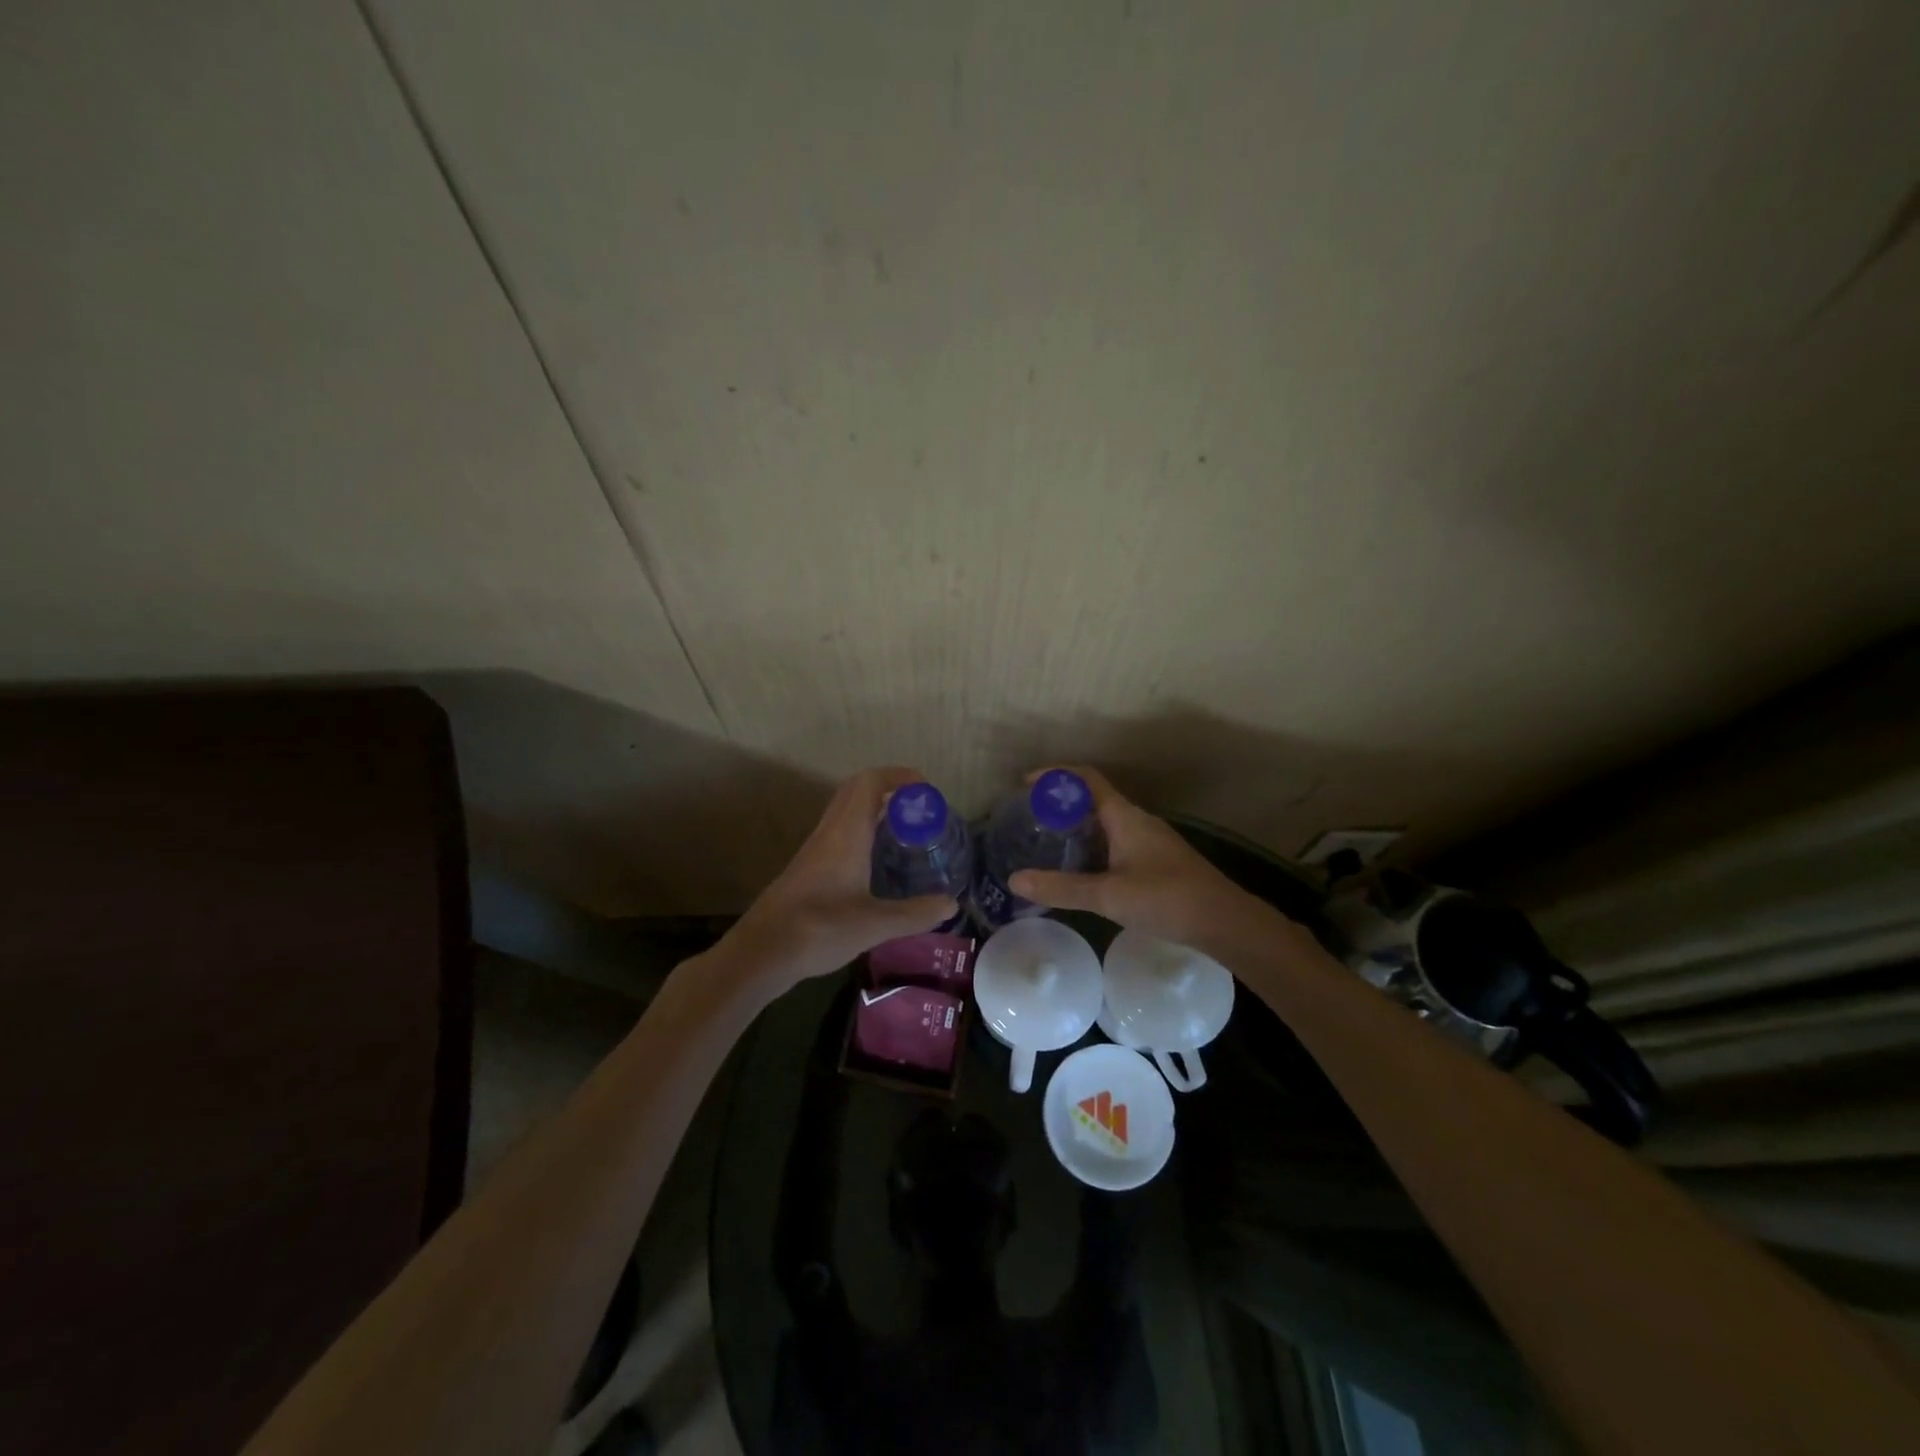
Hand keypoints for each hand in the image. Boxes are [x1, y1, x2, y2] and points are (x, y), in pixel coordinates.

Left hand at [718, 766, 959, 996]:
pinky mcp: (809, 867)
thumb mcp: (875, 925)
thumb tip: (951, 903)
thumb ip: (915, 913)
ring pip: (847, 811)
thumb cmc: (820, 929)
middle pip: (857, 790)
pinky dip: (864, 831)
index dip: (900, 776)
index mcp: (846, 833)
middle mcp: (830, 832)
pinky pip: (841, 832)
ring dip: (876, 810)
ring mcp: (816, 849)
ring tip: (906, 833)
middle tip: (920, 811)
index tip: (927, 791)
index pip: (871, 782)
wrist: (762, 951)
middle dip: (891, 790)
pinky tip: (878, 862)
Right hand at [1008, 766, 1286, 956]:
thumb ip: (1061, 888)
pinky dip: (1092, 846)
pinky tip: (1081, 869)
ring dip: (1076, 826)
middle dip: (1061, 803)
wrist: (1224, 922)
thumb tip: (1014, 880)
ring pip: (1105, 822)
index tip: (1025, 784)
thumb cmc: (1167, 899)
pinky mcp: (1156, 860)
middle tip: (1030, 818)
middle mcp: (1136, 820)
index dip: (1056, 776)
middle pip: (1093, 798)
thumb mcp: (1108, 895)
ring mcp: (1149, 840)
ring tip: (1047, 842)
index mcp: (1124, 816)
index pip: (1086, 779)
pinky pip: (1115, 841)